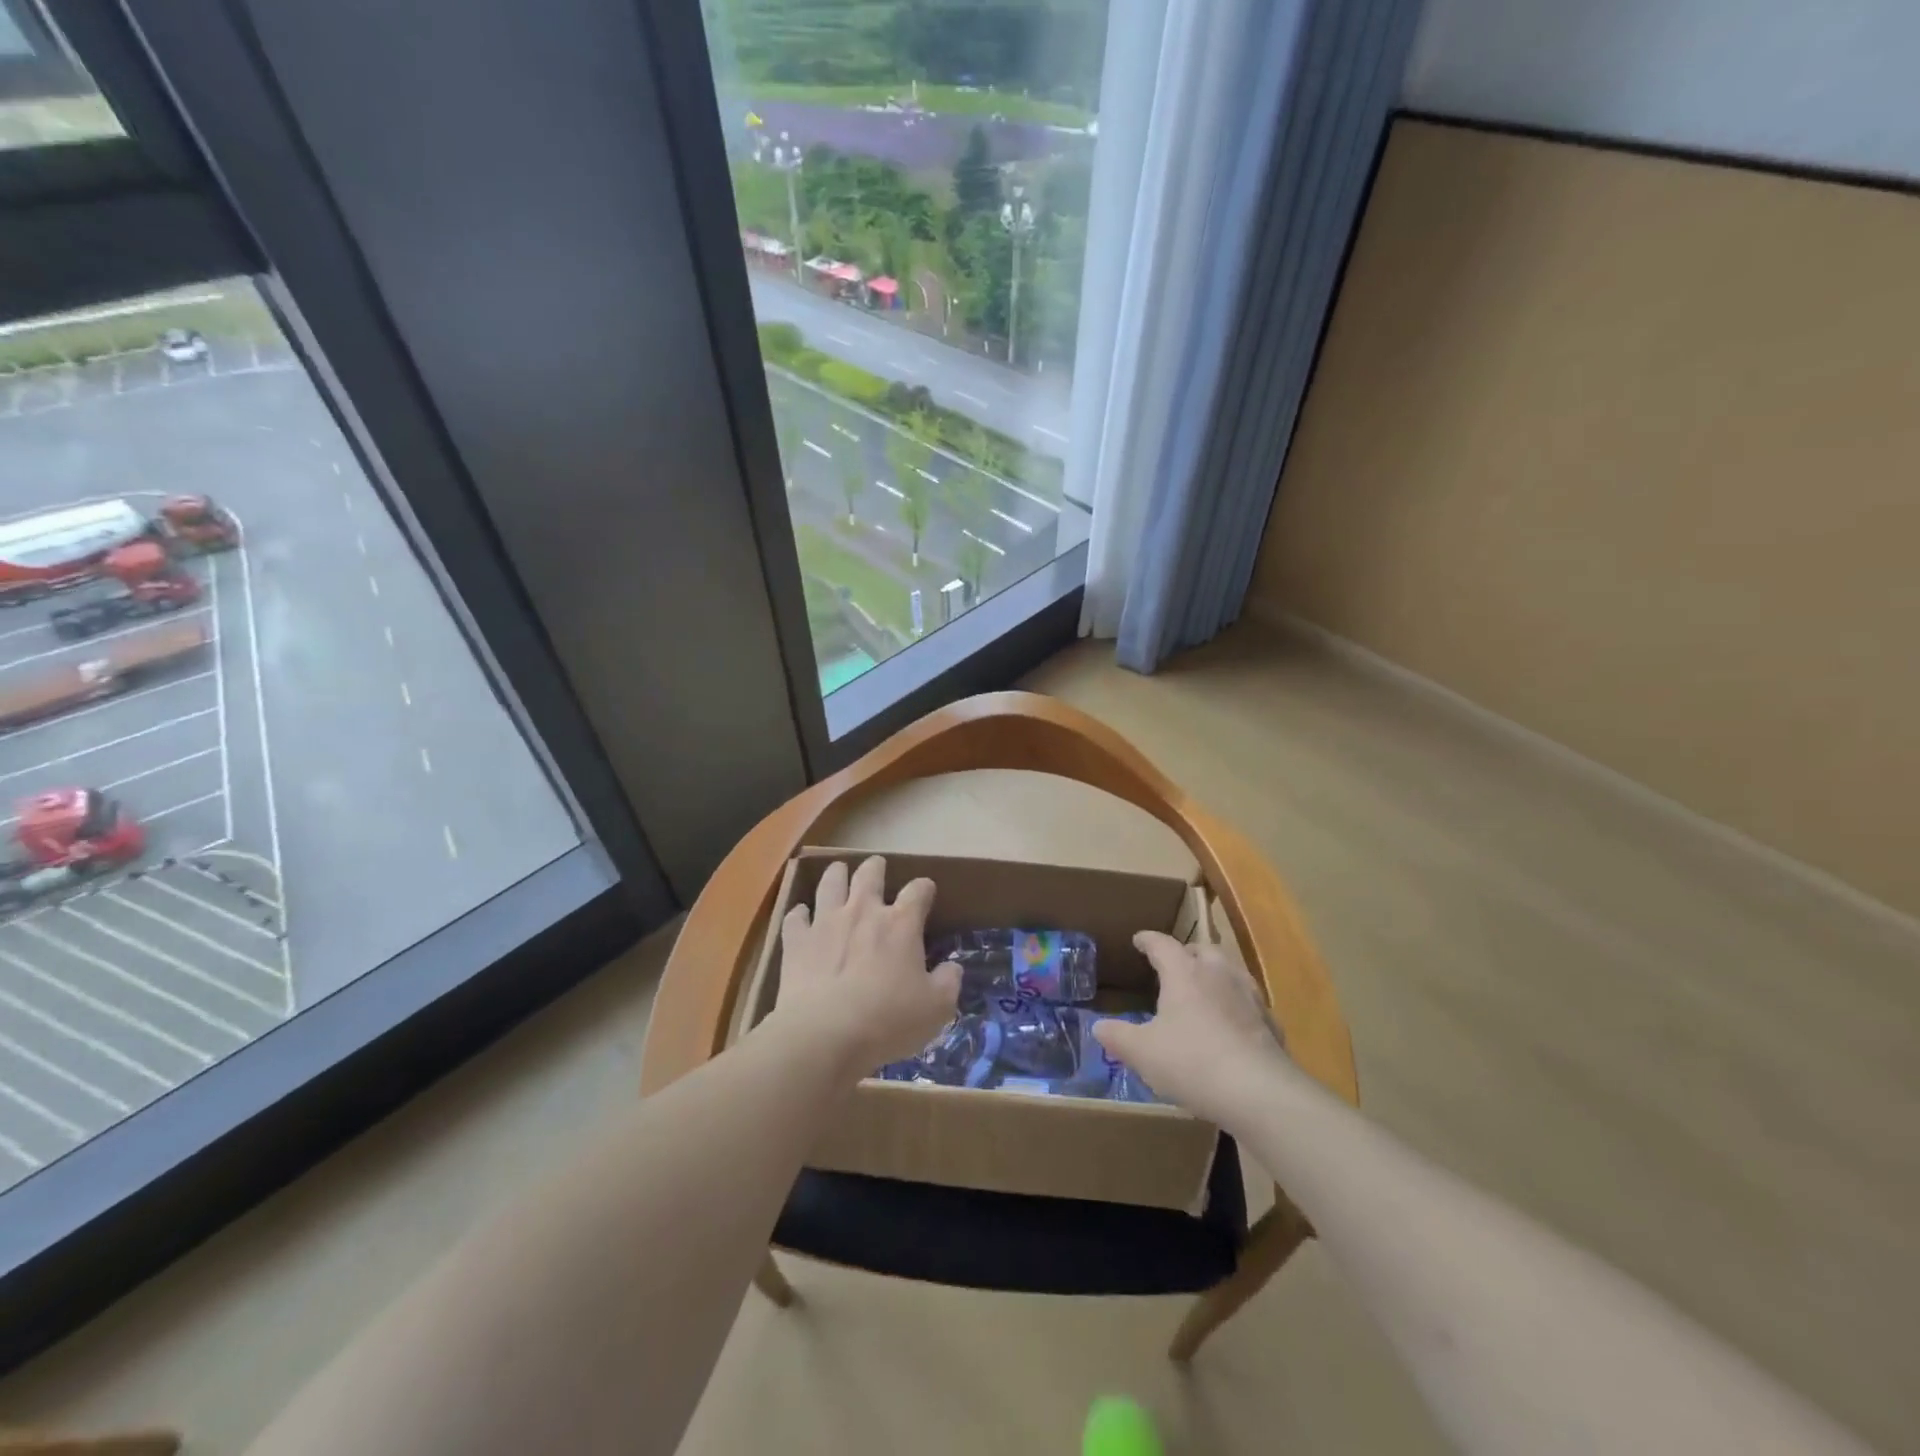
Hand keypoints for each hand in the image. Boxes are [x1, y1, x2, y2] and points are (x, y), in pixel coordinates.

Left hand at [768, 856, 960, 1079]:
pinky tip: (802, 916)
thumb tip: (952, 968)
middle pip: (869, 874)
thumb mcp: (936, 1009)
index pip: (918, 891)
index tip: (926, 891)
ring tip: (839, 872)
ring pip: (830, 882)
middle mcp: (863, 912)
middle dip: (876, 867)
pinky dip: (800, 913)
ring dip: (836, 874)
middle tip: (877, 867)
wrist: (825, 1034)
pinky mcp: (797, 941)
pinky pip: (795, 916)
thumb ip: (948, 983)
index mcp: (900, 924)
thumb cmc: (888, 1021)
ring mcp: (826, 922)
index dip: (924, 888)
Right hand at [1092, 931, 1289, 1124]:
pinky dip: (1236, 1004)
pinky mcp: (1270, 1023)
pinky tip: (1231, 1024)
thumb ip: (1118, 1036)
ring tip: (1203, 990)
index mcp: (1184, 973)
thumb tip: (1098, 1026)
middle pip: (1203, 950)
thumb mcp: (1142, 1053)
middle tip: (1174, 964)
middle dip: (1187, 953)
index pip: (1163, 944)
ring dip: (1215, 974)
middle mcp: (1218, 974)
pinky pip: (1249, 1002)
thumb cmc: (1192, 1062)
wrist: (1260, 1093)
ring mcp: (1249, 997)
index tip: (1139, 939)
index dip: (1148, 940)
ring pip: (1230, 971)